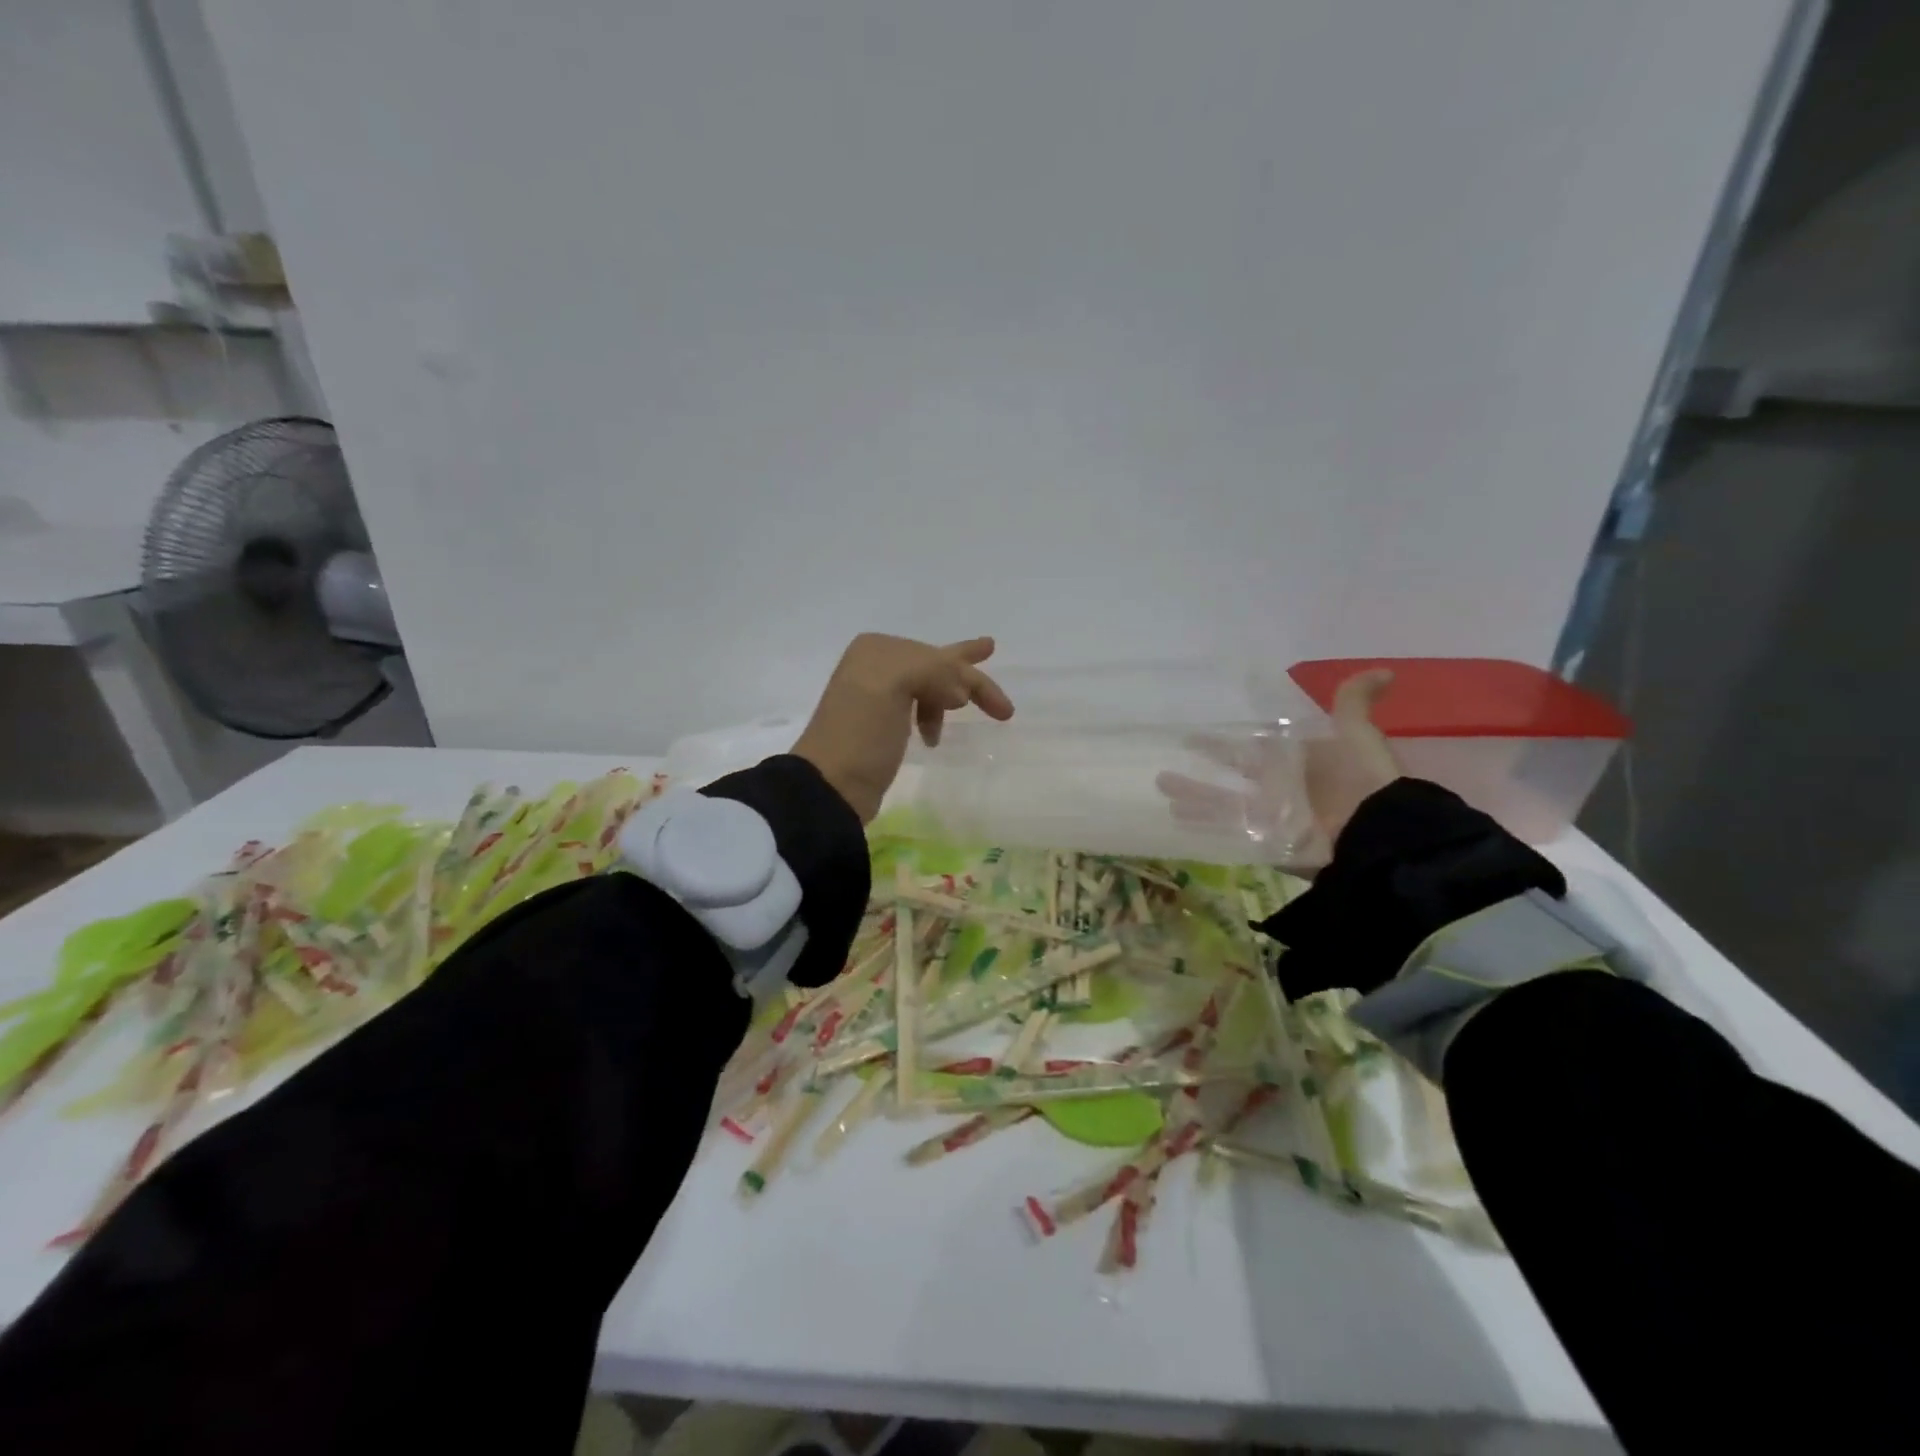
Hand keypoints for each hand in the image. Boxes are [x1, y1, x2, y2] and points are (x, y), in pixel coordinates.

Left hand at [792, 634, 1014, 822]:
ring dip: (951, 697)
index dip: (972, 678)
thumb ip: (934, 670)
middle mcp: (875, 666)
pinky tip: (936, 732)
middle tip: (1001, 688)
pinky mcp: (878, 727)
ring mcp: (876, 697)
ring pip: (929, 686)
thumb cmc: (861, 731)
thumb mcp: (893, 683)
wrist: (832, 785)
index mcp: (878, 650)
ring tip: (967, 711)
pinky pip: (917, 706)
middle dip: (969, 674)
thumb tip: (959, 693)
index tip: (998, 709)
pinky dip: (933, 713)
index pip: (939, 657)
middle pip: (937, 666)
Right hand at [1155, 668, 1399, 865]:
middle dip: (1198, 775)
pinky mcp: (1268, 843)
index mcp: (1292, 763)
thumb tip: (1385, 672)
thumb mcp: (1357, 734)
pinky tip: (1175, 821)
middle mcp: (1276, 790)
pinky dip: (1204, 829)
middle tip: (1163, 770)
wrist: (1374, 832)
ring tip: (1161, 789)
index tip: (1190, 739)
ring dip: (1193, 798)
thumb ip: (1355, 704)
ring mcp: (1269, 818)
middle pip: (1228, 779)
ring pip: (1222, 806)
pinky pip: (1231, 834)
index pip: (1248, 750)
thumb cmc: (1360, 780)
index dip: (1220, 745)